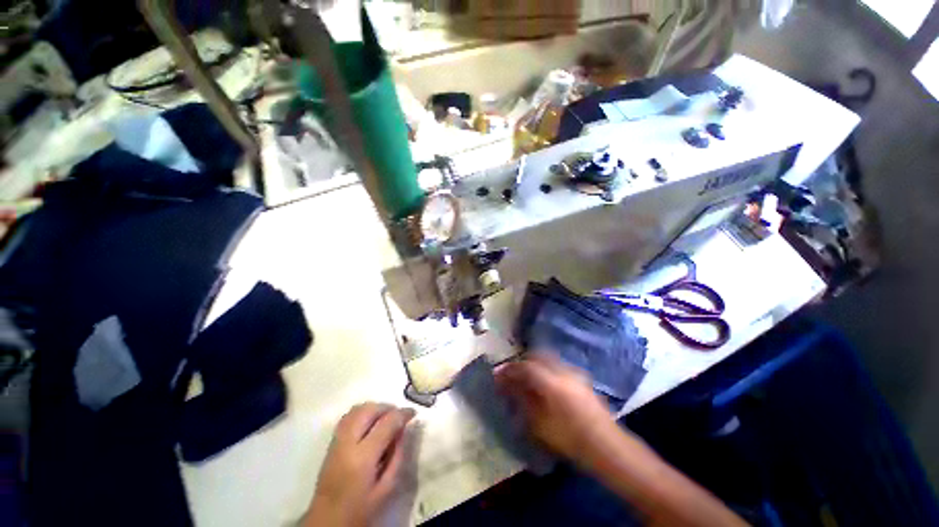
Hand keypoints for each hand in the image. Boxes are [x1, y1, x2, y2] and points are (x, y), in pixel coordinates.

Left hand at [305, 403, 415, 526]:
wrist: (327, 521)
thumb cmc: (361, 509)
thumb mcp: (386, 488)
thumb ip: (397, 456)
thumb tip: (403, 430)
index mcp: (363, 458)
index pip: (386, 423)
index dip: (402, 414)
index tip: (413, 413)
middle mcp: (347, 443)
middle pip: (369, 410)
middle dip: (387, 407)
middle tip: (399, 416)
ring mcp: (336, 441)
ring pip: (357, 409)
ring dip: (375, 408)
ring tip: (386, 418)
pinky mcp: (331, 443)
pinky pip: (348, 416)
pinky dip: (363, 413)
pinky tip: (370, 423)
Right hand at [496, 352, 617, 463]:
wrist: (607, 446)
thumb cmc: (570, 439)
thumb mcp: (540, 424)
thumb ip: (523, 401)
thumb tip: (510, 387)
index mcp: (551, 382)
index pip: (525, 367)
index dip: (509, 370)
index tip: (498, 375)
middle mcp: (562, 371)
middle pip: (537, 356)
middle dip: (522, 362)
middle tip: (512, 374)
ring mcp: (574, 373)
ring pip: (549, 359)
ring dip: (534, 364)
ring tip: (527, 378)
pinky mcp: (581, 379)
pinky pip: (558, 366)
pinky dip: (546, 369)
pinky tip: (545, 384)